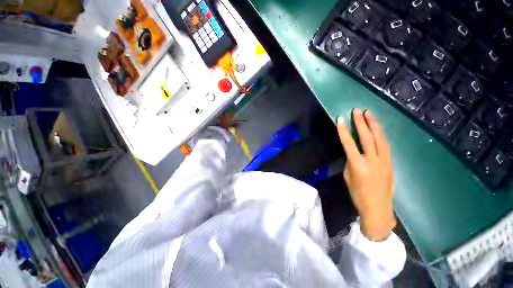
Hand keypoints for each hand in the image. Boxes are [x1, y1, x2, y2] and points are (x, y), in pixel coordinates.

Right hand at [336, 109, 395, 240]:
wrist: (378, 208)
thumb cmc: (358, 194)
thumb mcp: (348, 176)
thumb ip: (351, 161)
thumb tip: (353, 152)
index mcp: (358, 165)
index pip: (349, 143)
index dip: (344, 130)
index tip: (340, 119)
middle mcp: (372, 160)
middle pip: (367, 137)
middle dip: (361, 122)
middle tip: (357, 111)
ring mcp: (384, 161)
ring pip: (380, 139)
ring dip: (374, 125)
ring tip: (369, 114)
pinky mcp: (391, 163)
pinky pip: (386, 145)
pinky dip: (381, 135)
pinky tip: (378, 129)